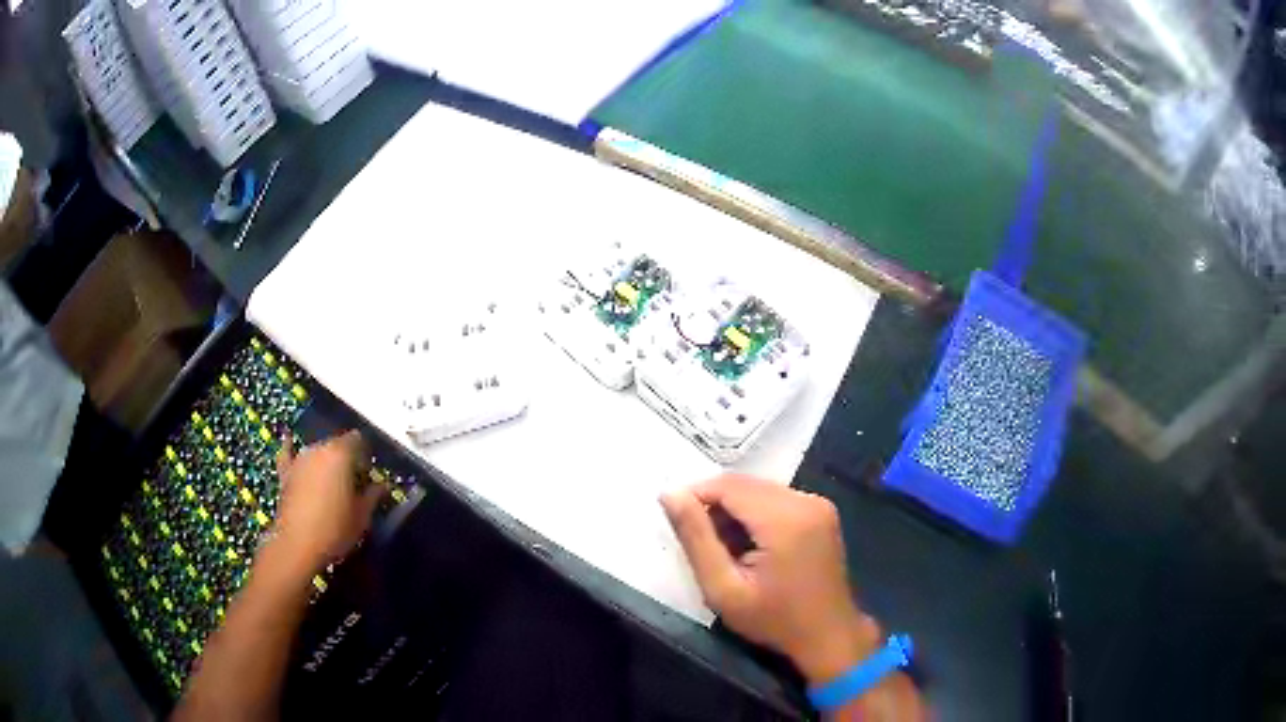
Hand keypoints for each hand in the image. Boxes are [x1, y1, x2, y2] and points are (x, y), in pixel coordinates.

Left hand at [268, 430, 383, 576]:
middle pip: (337, 445)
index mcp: (341, 454)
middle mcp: (319, 449)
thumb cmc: (335, 529)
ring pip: (317, 451)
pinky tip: (288, 437)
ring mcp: (299, 459)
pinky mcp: (285, 472)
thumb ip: (373, 496)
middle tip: (354, 482)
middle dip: (347, 458)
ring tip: (332, 480)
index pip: (358, 440)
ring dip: (326, 460)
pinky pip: (288, 453)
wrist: (298, 545)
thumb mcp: (362, 516)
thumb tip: (382, 486)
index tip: (370, 473)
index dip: (366, 454)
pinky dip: (290, 446)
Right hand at [661, 474, 880, 684]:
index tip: (678, 524)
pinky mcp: (821, 511)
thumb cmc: (774, 620)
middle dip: (716, 506)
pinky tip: (750, 545)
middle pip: (744, 484)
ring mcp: (817, 503)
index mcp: (785, 519)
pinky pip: (776, 498)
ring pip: (759, 489)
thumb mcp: (723, 588)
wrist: (828, 635)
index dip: (696, 496)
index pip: (728, 485)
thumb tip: (670, 493)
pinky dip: (755, 514)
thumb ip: (696, 538)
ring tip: (726, 549)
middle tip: (703, 544)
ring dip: (734, 510)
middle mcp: (805, 500)